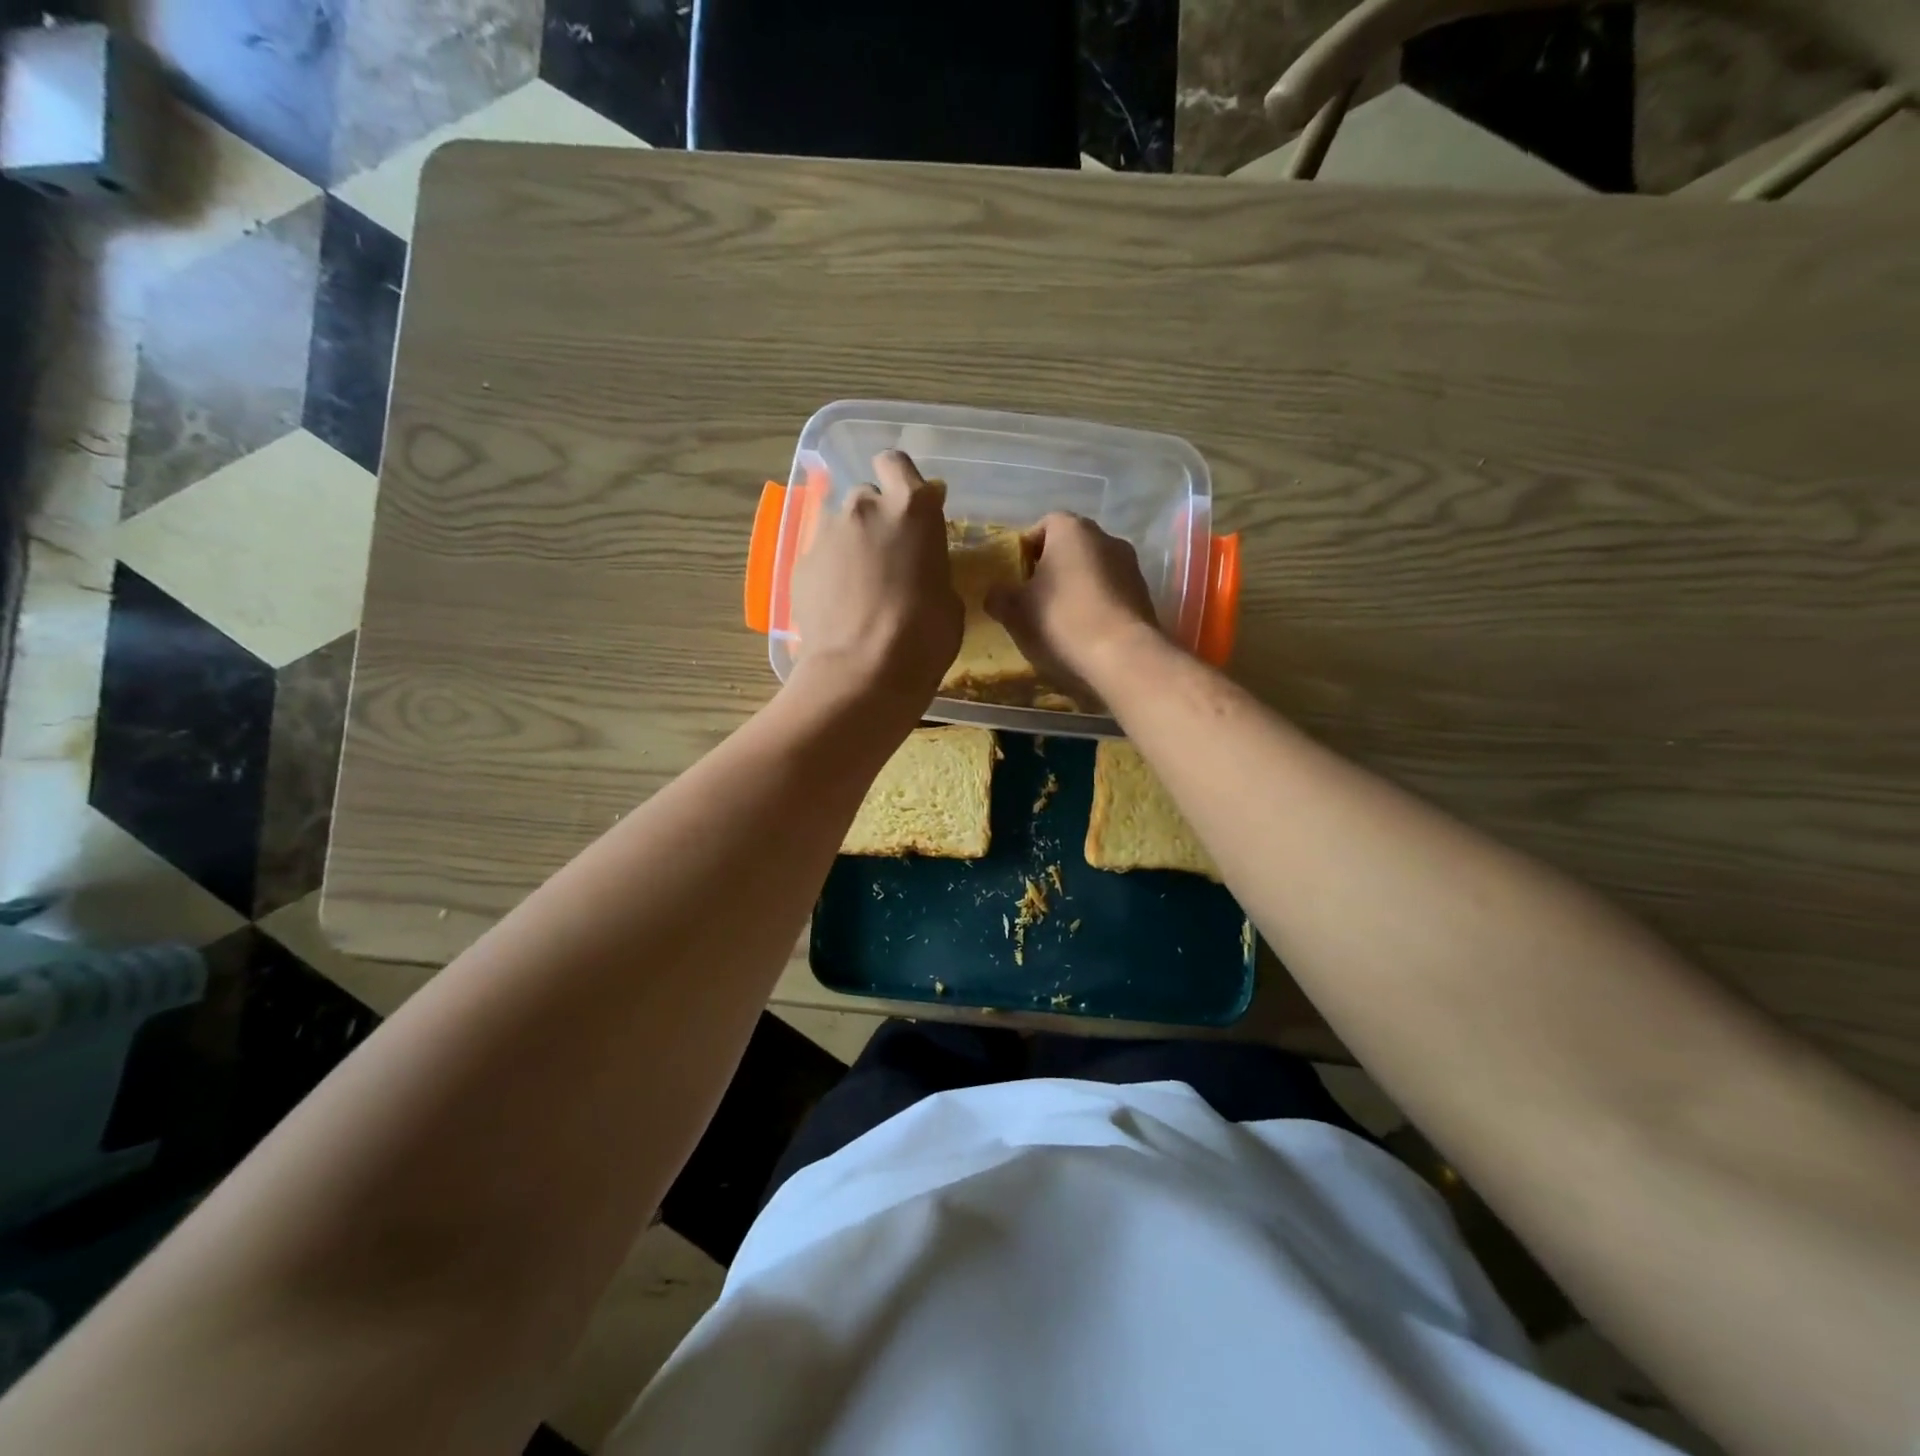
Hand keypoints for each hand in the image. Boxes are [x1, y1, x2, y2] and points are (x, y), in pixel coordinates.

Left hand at [789, 450, 961, 710]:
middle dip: (876, 518)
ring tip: (859, 584)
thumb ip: (932, 564)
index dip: (901, 481)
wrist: (862, 672)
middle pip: (867, 496)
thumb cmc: (923, 636)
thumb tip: (921, 566)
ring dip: (851, 544)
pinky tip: (839, 604)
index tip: (908, 508)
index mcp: (911, 507)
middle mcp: (864, 507)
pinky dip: (830, 571)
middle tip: (887, 556)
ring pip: (839, 525)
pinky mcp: (801, 563)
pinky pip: (820, 557)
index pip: (897, 463)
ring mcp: (827, 533)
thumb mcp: (948, 597)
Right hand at [985, 512, 1162, 702]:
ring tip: (1060, 619)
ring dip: (1077, 587)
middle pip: (1071, 546)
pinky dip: (1097, 605)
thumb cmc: (1060, 621)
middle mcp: (1106, 537)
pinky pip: (1111, 592)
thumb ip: (999, 597)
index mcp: (1071, 530)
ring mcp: (1131, 566)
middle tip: (1034, 598)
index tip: (1016, 575)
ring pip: (1094, 569)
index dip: (1027, 548)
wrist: (1122, 656)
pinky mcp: (1144, 595)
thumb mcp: (1015, 612)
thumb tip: (995, 595)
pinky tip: (1085, 632)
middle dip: (1052, 568)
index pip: (1044, 524)